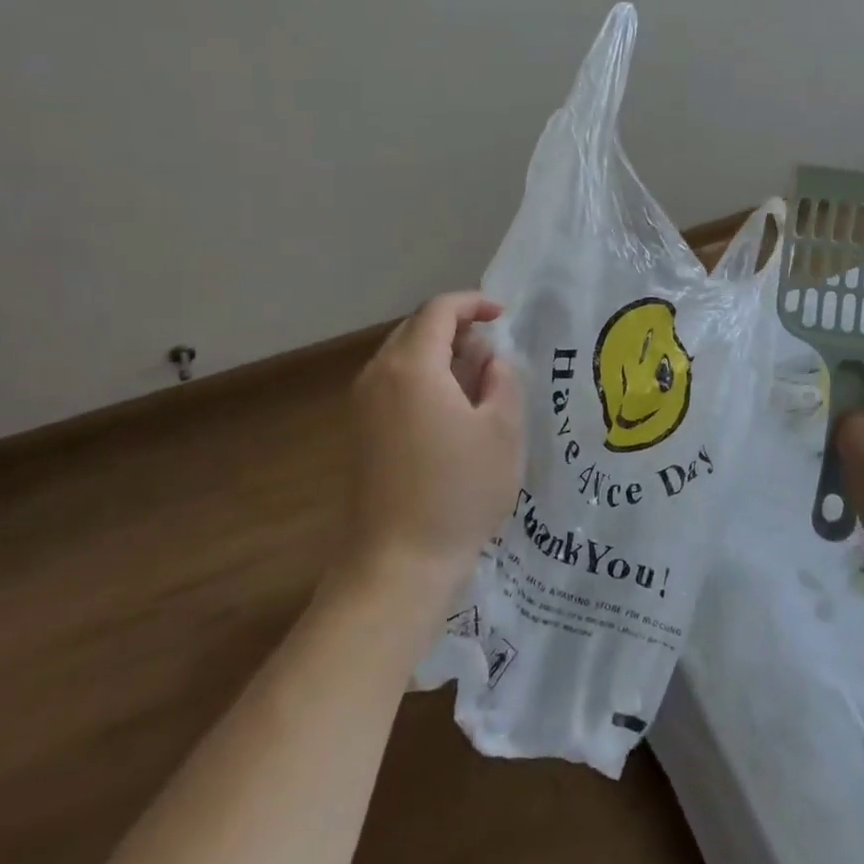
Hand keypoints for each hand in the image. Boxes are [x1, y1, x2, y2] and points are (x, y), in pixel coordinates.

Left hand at [339, 293, 522, 599]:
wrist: (399, 560)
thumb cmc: (459, 491)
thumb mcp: (502, 430)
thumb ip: (502, 380)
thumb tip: (490, 360)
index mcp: (412, 366)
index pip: (439, 310)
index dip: (473, 303)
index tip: (503, 316)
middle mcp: (378, 375)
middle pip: (416, 329)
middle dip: (457, 328)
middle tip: (494, 352)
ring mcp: (363, 404)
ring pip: (403, 356)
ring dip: (441, 355)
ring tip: (479, 381)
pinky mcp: (360, 431)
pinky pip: (394, 383)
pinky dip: (424, 379)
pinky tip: (452, 410)